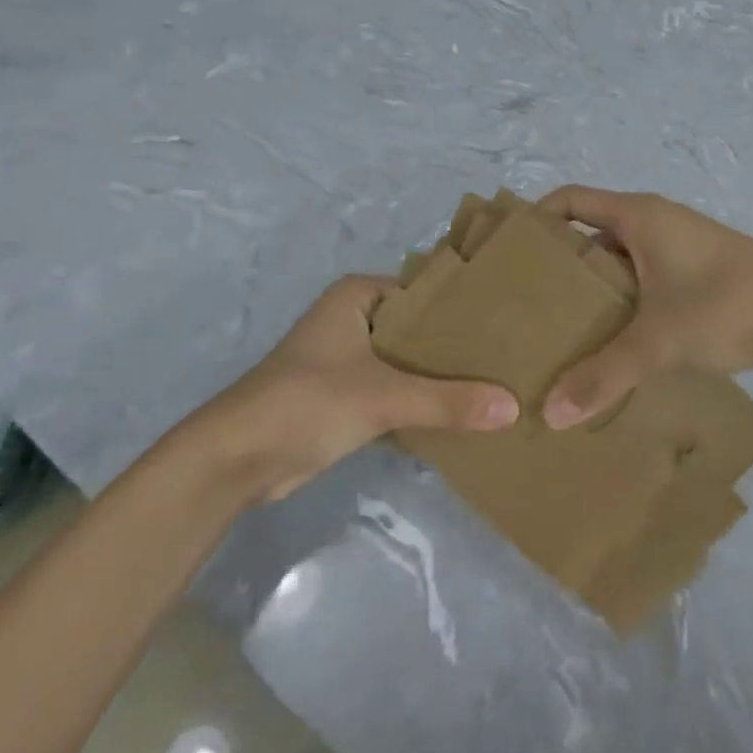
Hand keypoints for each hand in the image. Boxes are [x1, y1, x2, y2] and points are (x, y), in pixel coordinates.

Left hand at [215, 276, 518, 499]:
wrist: (238, 460)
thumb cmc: (307, 402)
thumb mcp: (383, 397)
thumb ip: (447, 401)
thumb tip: (514, 407)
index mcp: (360, 295)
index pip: (427, 292)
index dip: (466, 308)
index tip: (510, 324)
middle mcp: (356, 317)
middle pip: (420, 328)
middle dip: (458, 347)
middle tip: (513, 358)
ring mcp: (351, 356)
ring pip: (409, 361)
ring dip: (442, 377)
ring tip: (500, 384)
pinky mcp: (347, 393)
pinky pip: (396, 387)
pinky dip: (422, 399)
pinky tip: (464, 412)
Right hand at [537, 186, 752, 428]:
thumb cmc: (727, 306)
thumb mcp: (659, 340)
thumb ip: (604, 375)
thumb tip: (550, 413)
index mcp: (640, 216)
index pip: (571, 198)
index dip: (537, 217)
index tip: (509, 251)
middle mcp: (657, 223)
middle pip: (593, 232)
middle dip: (561, 264)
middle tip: (526, 302)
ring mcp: (681, 249)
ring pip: (622, 262)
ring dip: (596, 290)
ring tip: (563, 329)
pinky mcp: (700, 277)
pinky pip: (647, 282)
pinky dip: (626, 304)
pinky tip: (614, 344)